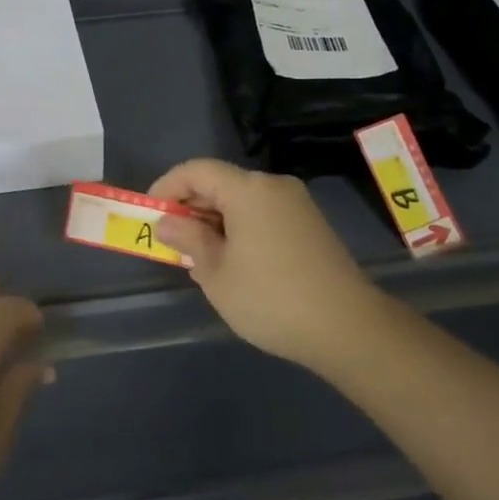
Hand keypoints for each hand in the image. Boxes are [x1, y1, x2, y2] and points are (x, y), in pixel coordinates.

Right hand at [151, 158, 381, 375]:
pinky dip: (238, 228)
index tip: (149, 214)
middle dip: (190, 207)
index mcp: (248, 189)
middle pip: (220, 183)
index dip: (167, 187)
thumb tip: (168, 221)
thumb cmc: (271, 298)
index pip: (196, 170)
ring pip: (241, 200)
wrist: (348, 328)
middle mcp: (273, 186)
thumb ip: (188, 239)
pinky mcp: (310, 225)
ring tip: (197, 256)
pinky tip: (231, 261)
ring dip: (214, 220)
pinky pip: (262, 214)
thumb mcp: (216, 272)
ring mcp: (296, 204)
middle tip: (170, 240)